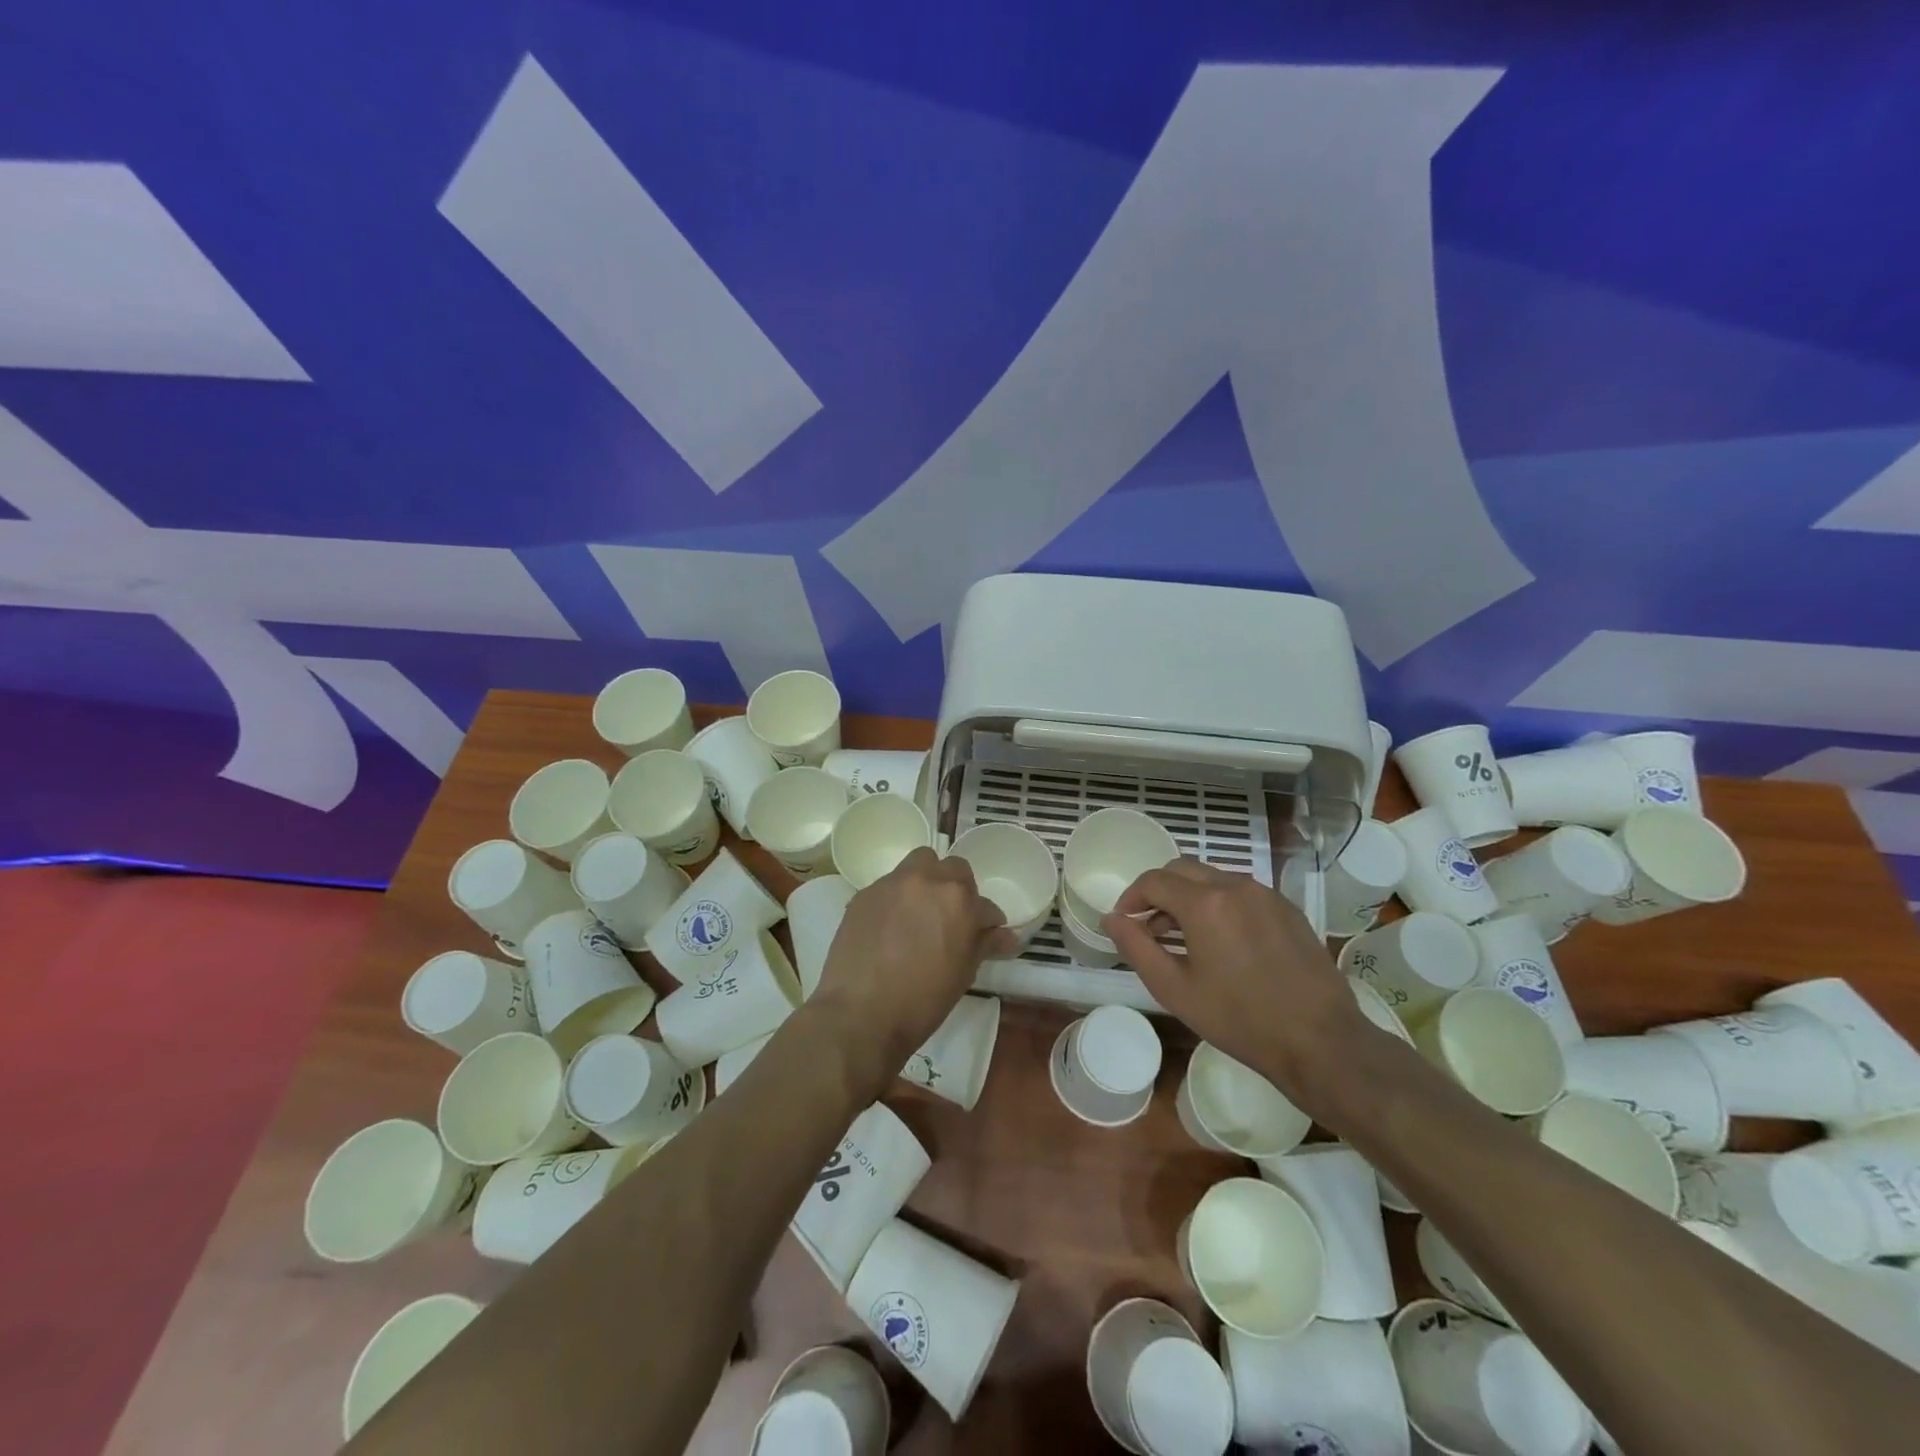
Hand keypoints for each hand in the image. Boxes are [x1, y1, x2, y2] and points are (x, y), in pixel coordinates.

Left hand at [812, 848, 1013, 1091]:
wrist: (859, 1013)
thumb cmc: (921, 1001)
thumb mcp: (962, 974)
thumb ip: (984, 945)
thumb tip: (1006, 936)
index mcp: (959, 901)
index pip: (985, 905)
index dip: (987, 923)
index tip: (984, 935)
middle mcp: (928, 881)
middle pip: (954, 869)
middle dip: (960, 890)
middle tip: (952, 918)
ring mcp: (893, 884)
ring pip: (920, 864)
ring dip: (928, 880)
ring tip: (922, 910)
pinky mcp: (866, 893)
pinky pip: (891, 884)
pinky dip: (898, 897)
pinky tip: (891, 925)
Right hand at [1103, 859, 1370, 1108]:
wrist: (1320, 1040)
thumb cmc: (1239, 1019)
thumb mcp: (1174, 989)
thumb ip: (1136, 947)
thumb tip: (1112, 919)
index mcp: (1204, 903)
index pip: (1153, 881)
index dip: (1131, 897)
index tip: (1125, 922)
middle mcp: (1235, 885)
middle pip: (1182, 869)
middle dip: (1158, 892)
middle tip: (1150, 927)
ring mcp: (1265, 894)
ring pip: (1212, 878)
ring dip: (1189, 896)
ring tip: (1185, 937)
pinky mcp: (1287, 908)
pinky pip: (1241, 891)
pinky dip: (1219, 903)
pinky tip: (1223, 941)